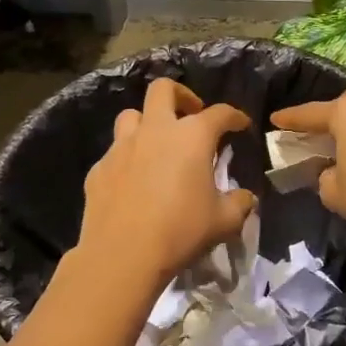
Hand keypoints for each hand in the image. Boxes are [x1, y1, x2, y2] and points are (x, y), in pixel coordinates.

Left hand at [77, 76, 253, 286]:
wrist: (121, 256)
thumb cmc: (180, 231)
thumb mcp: (223, 221)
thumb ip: (239, 204)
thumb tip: (246, 198)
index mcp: (192, 136)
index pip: (220, 113)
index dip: (234, 116)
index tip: (241, 124)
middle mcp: (156, 130)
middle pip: (163, 89)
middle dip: (181, 95)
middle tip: (191, 114)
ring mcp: (122, 147)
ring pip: (131, 115)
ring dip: (146, 122)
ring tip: (157, 144)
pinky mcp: (99, 169)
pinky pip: (114, 152)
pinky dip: (127, 159)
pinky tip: (133, 181)